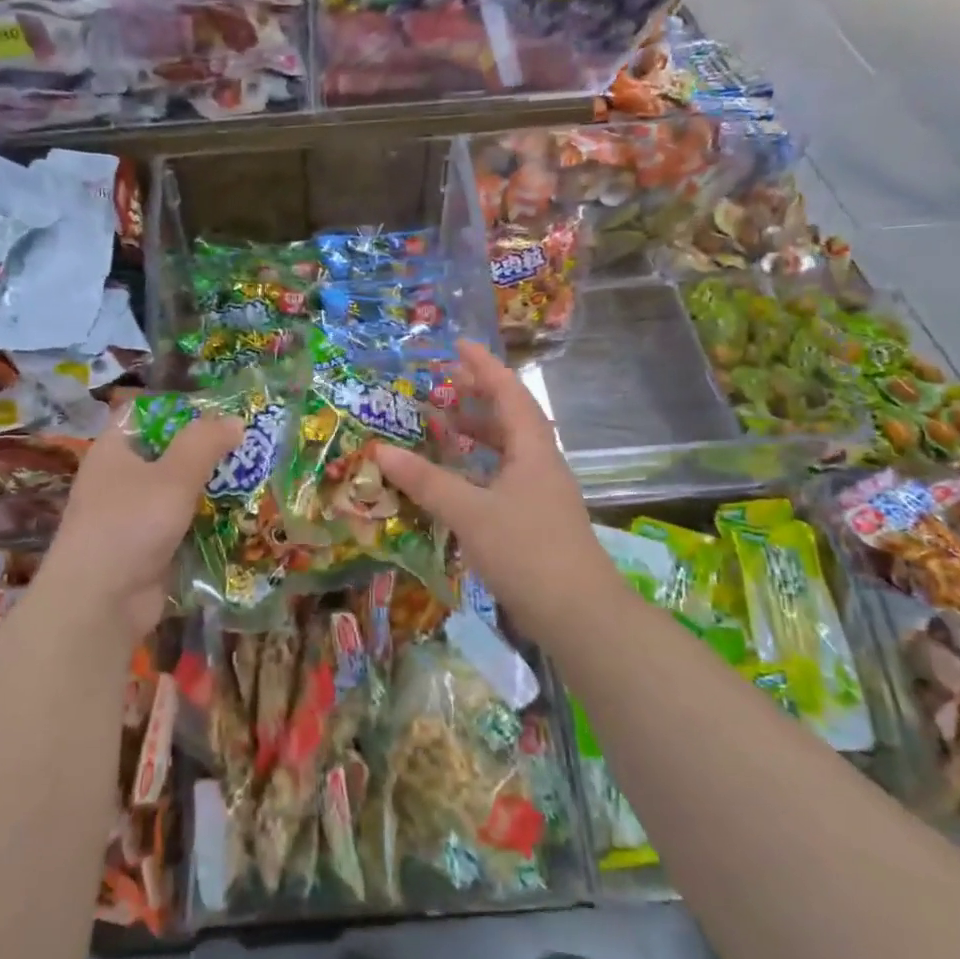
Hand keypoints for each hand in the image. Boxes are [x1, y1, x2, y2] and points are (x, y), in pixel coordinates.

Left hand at [38, 413, 243, 640]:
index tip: (223, 409)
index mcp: (115, 451)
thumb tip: (235, 420)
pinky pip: (185, 527)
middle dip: (209, 453)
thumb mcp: (173, 476)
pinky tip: (243, 519)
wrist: (100, 603)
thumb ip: (205, 444)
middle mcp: (121, 480)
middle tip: (253, 446)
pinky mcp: (150, 549)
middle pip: (169, 455)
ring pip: (180, 493)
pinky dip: (208, 524)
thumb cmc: (130, 524)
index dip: (183, 409)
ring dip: (213, 491)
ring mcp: (134, 517)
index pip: (147, 415)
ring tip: (258, 480)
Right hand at [374, 341, 623, 642]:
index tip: (458, 344)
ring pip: (507, 451)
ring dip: (478, 434)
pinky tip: (456, 482)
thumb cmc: (527, 550)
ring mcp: (541, 494)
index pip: (509, 393)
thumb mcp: (470, 512)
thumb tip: (381, 451)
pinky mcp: (536, 521)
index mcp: (533, 450)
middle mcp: (541, 464)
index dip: (484, 366)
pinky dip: (478, 469)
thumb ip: (426, 481)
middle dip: (478, 397)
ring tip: (443, 426)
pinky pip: (503, 478)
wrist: (578, 613)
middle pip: (511, 418)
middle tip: (443, 383)